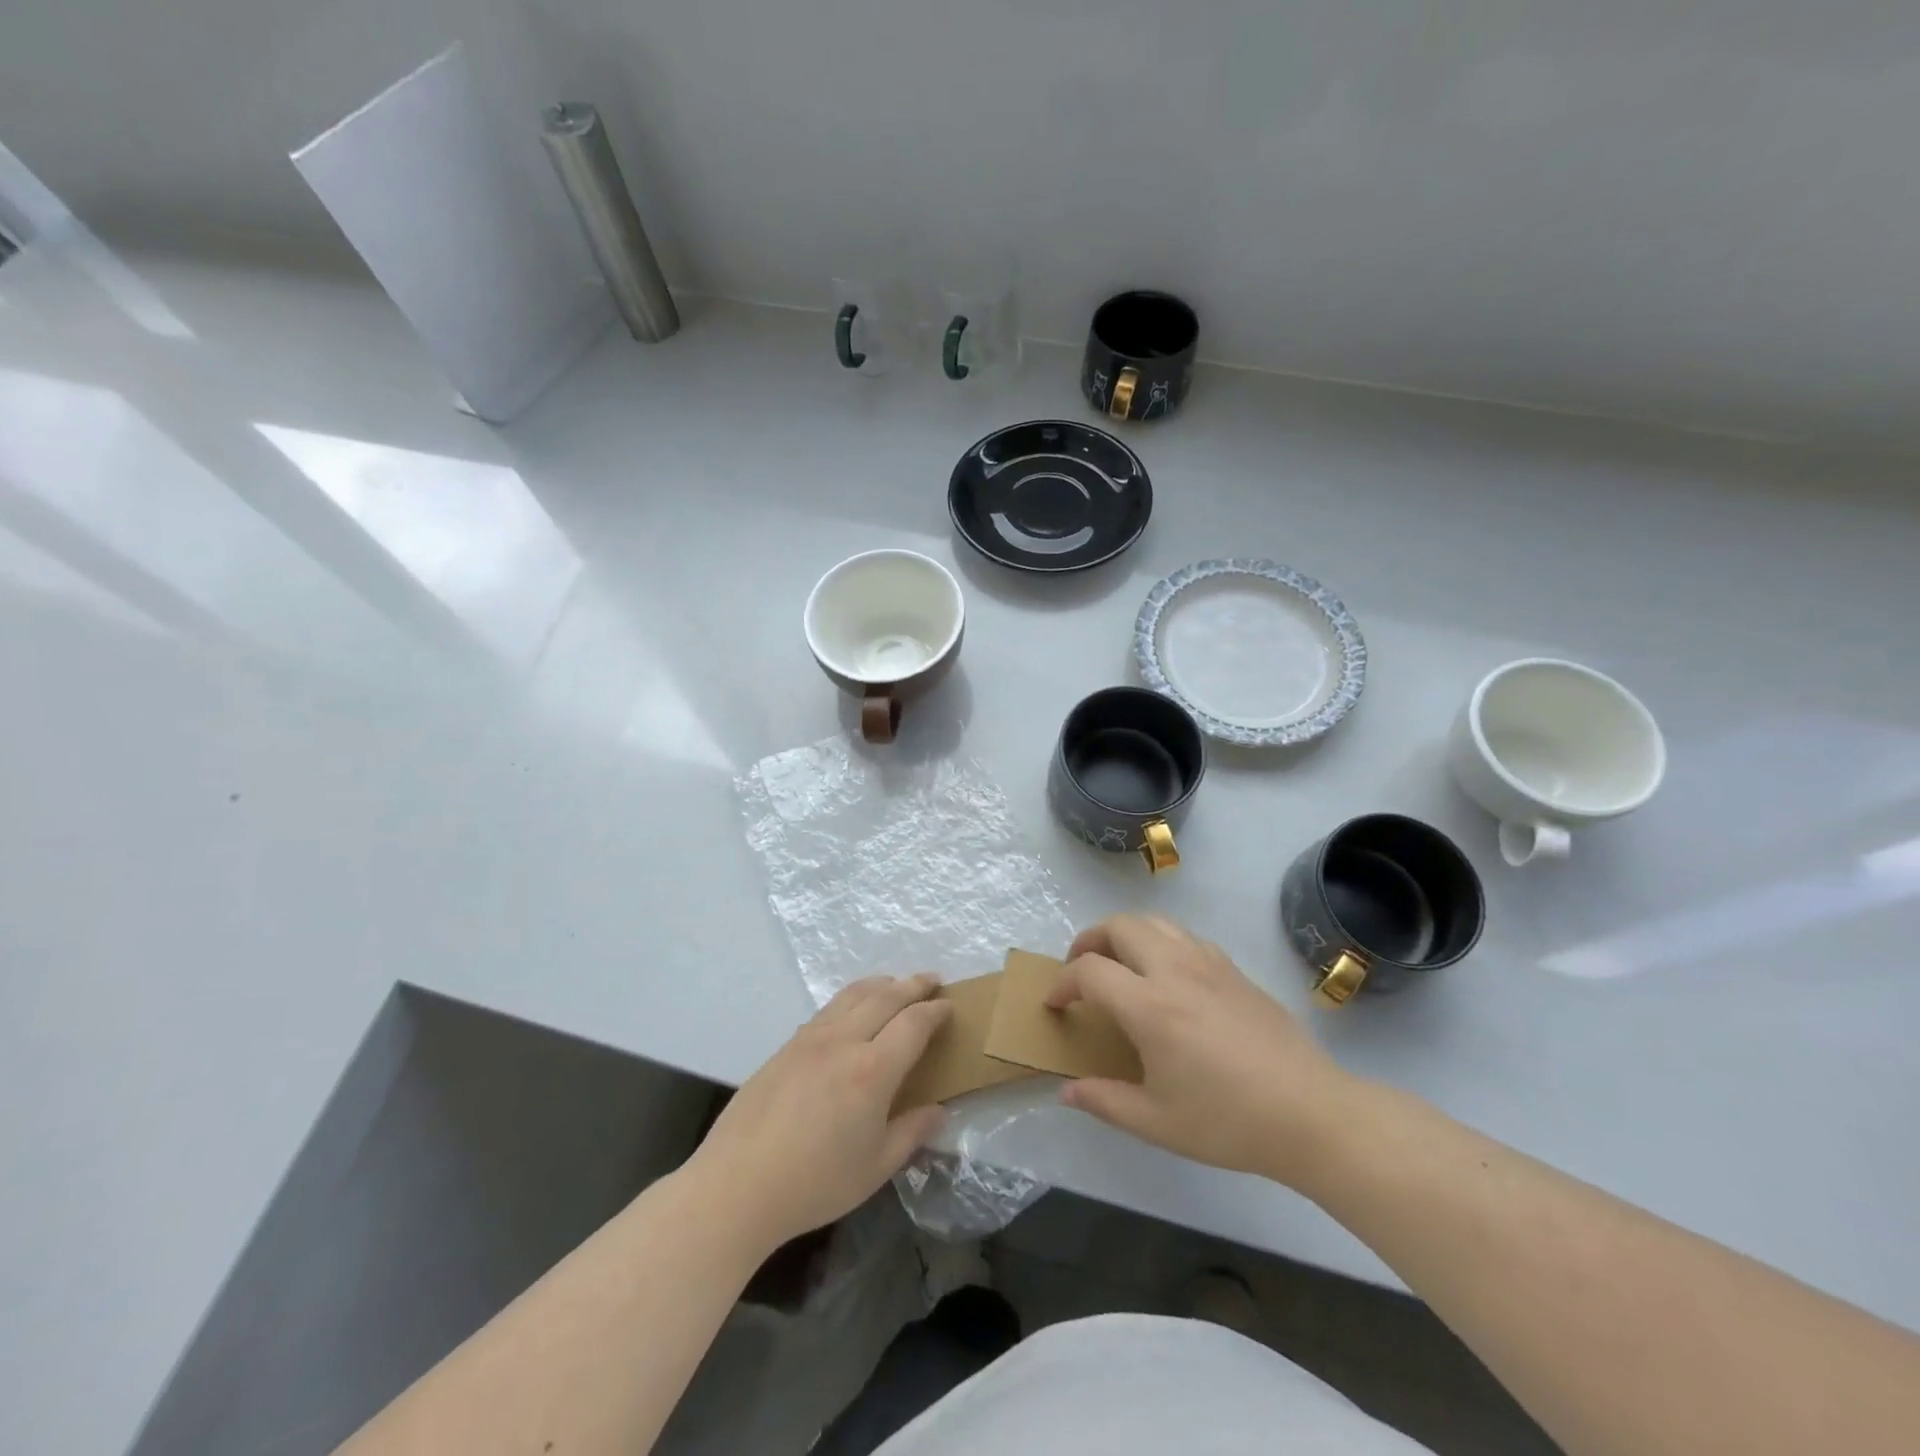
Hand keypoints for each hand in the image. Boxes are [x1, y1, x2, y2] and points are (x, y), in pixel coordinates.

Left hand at [691, 974, 950, 1250]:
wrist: (737, 1185)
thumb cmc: (814, 1183)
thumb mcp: (875, 1168)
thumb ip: (911, 1133)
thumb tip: (938, 1110)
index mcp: (872, 1070)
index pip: (914, 1023)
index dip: (935, 1012)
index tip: (950, 1007)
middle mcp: (844, 1041)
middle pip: (886, 996)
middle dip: (913, 985)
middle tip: (932, 981)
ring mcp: (811, 1038)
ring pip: (853, 994)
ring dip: (882, 984)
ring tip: (896, 984)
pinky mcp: (787, 1045)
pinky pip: (829, 1008)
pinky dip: (852, 997)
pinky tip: (853, 1009)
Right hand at [1048, 915, 1357, 1186]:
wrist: (1310, 1113)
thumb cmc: (1228, 1122)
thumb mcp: (1157, 1122)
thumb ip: (1104, 1101)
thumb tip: (1066, 1092)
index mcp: (1150, 1006)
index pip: (1090, 971)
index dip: (1063, 983)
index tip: (1055, 1004)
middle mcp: (1174, 970)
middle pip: (1119, 926)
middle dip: (1089, 940)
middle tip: (1081, 970)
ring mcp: (1208, 963)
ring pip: (1154, 921)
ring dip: (1125, 934)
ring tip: (1120, 965)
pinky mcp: (1234, 969)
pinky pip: (1185, 936)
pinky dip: (1160, 942)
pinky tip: (1167, 976)